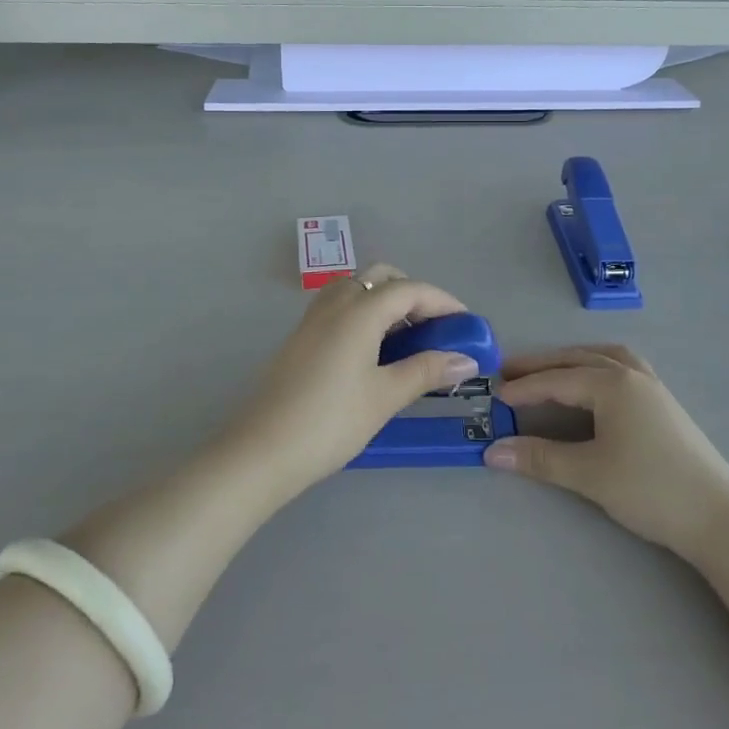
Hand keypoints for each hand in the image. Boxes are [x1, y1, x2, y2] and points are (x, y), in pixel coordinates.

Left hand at [228, 266, 477, 493]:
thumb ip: (426, 371)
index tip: (466, 324)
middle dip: (413, 293)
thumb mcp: (385, 397)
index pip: (410, 289)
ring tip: (405, 338)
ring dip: (385, 300)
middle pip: (381, 277)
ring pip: (357, 288)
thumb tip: (466, 360)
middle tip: (434, 326)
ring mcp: (313, 319)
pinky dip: (364, 313)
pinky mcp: (301, 337)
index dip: (442, 301)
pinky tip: (372, 350)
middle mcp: (335, 304)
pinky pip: (340, 306)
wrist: (261, 451)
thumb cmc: (330, 422)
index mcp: (359, 311)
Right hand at [486, 346, 728, 558]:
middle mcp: (631, 373)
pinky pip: (622, 367)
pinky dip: (598, 366)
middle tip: (509, 371)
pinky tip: (595, 383)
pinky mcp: (664, 403)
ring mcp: (652, 386)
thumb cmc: (649, 489)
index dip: (523, 387)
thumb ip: (540, 458)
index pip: (557, 380)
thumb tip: (493, 452)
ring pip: (603, 357)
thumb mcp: (589, 474)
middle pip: (578, 358)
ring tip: (548, 370)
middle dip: (542, 365)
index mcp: (612, 383)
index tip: (494, 395)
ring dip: (572, 360)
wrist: (718, 517)